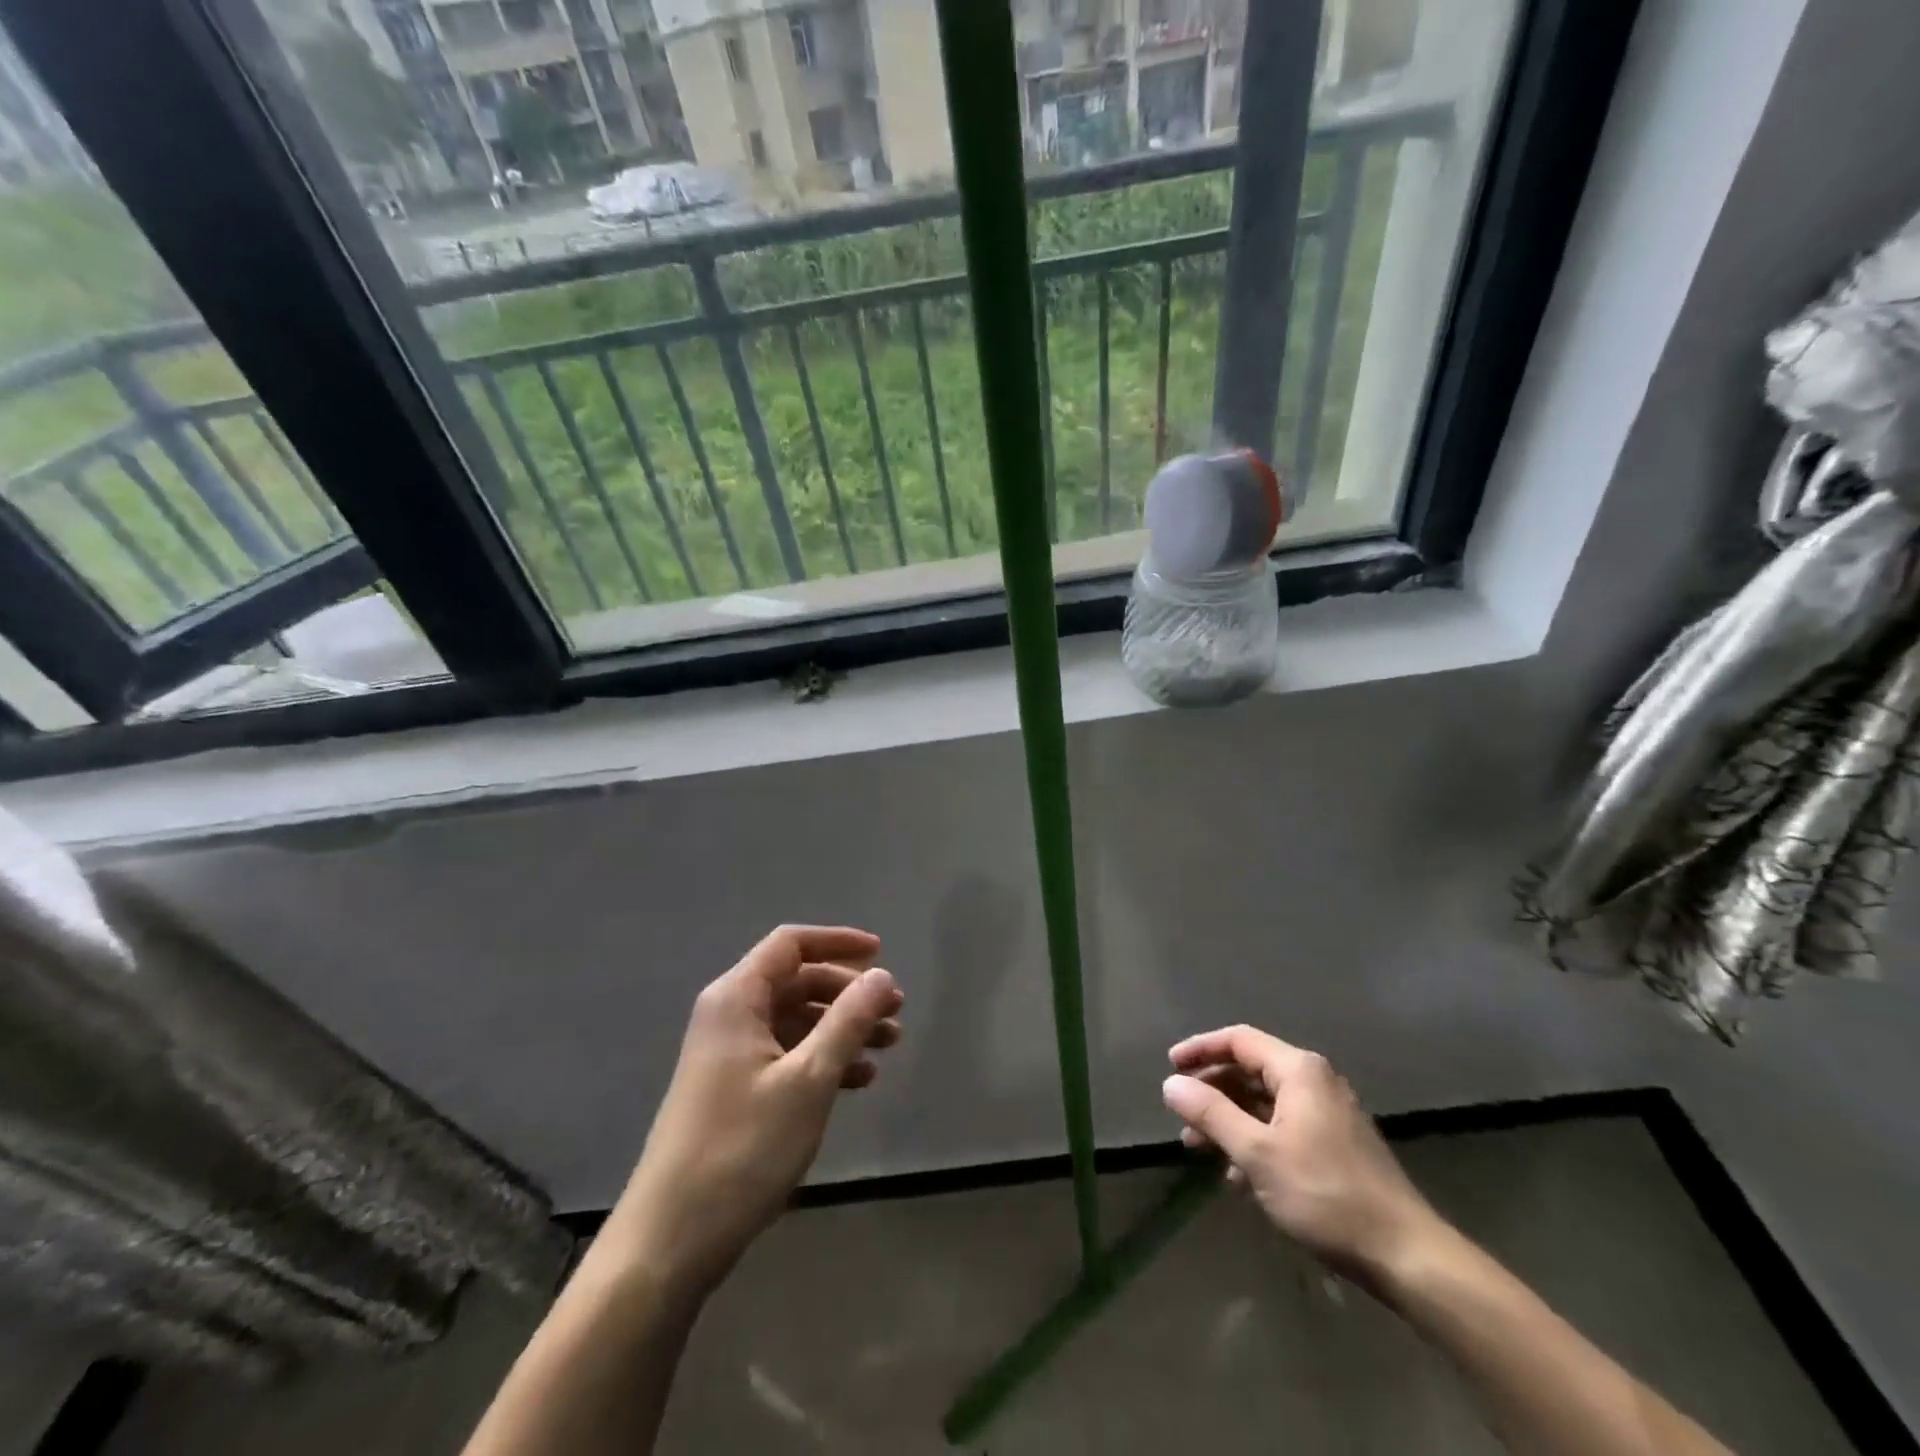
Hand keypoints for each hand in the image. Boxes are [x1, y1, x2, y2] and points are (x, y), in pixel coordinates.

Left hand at [603, 926, 903, 1297]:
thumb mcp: (808, 1079)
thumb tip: (882, 975)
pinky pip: (787, 1054)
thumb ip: (848, 1020)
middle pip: (797, 981)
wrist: (672, 1240)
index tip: (882, 954)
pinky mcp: (734, 1089)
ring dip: (843, 1027)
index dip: (838, 941)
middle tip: (895, 1012)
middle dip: (849, 992)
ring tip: (889, 1045)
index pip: (791, 944)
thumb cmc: (743, 1148)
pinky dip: (824, 1059)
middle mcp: (730, 1015)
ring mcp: (730, 1054)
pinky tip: (859, 1080)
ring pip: (796, 1021)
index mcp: (737, 998)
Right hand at [1162, 1025, 1442, 1288]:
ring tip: (1197, 1147)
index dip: (1201, 1049)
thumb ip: (1211, 1113)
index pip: (1239, 1040)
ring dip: (1229, 1120)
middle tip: (1181, 1114)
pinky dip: (1254, 1142)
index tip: (1170, 1067)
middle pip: (1250, 1070)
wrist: (1406, 1256)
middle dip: (1212, 1091)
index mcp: (1298, 1070)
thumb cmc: (1324, 1193)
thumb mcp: (1256, 1152)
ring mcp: (1328, 1115)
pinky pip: (1282, 1128)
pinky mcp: (1336, 1147)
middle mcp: (1315, 1082)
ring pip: (1264, 1103)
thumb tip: (1171, 1084)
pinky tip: (1236, 1177)